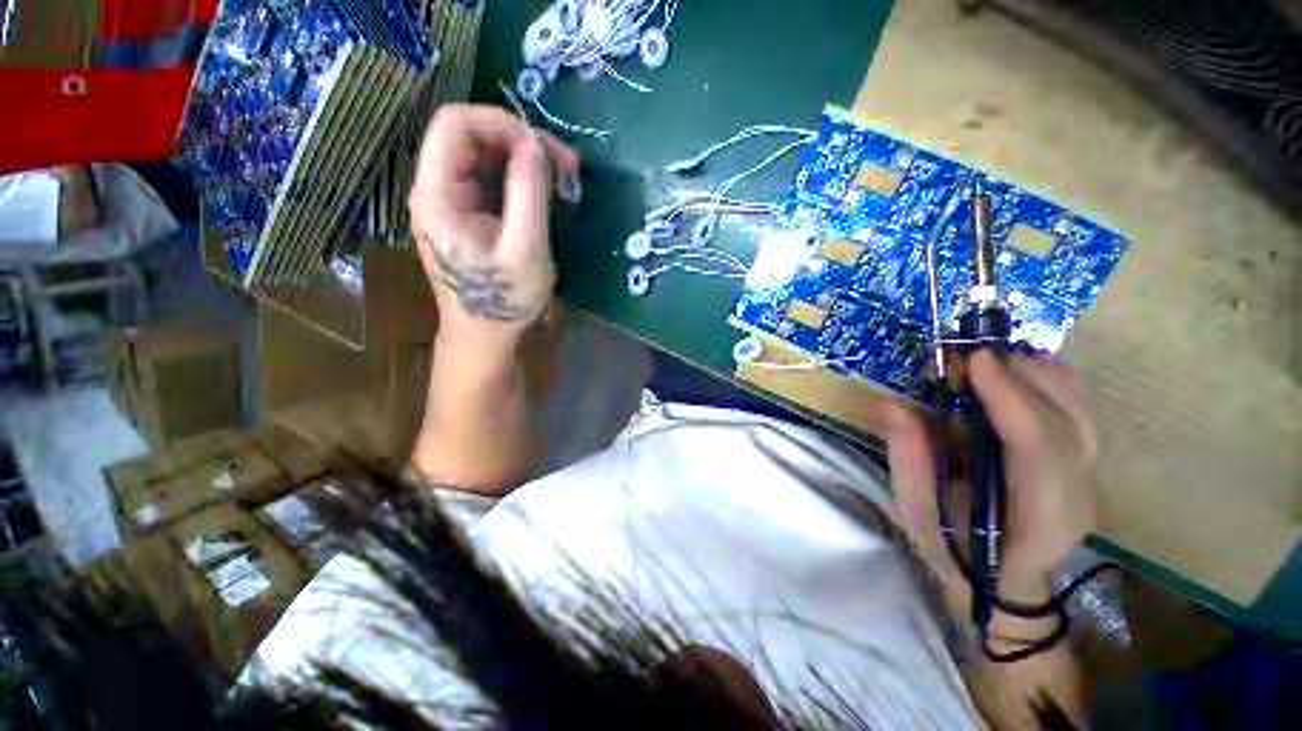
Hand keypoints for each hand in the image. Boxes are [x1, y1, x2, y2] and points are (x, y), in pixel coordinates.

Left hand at [408, 104, 579, 354]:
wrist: (485, 338)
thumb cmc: (504, 301)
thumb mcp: (525, 249)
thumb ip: (528, 193)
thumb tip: (535, 145)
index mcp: (437, 195)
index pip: (456, 124)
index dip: (503, 123)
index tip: (546, 150)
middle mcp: (435, 190)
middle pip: (471, 136)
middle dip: (521, 142)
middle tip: (566, 166)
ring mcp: (449, 203)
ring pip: (484, 157)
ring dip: (524, 160)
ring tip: (562, 180)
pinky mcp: (466, 215)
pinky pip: (491, 181)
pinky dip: (520, 179)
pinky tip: (545, 193)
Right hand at [886, 351, 1098, 612]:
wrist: (1000, 581)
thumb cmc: (954, 551)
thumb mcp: (917, 514)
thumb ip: (909, 462)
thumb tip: (893, 405)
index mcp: (1038, 520)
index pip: (1039, 452)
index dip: (1011, 401)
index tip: (974, 360)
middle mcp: (1078, 496)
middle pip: (1068, 425)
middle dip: (1023, 378)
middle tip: (974, 349)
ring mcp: (1090, 480)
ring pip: (1082, 413)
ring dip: (1041, 374)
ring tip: (996, 354)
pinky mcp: (1085, 466)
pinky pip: (1082, 413)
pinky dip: (1057, 381)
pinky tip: (1025, 366)